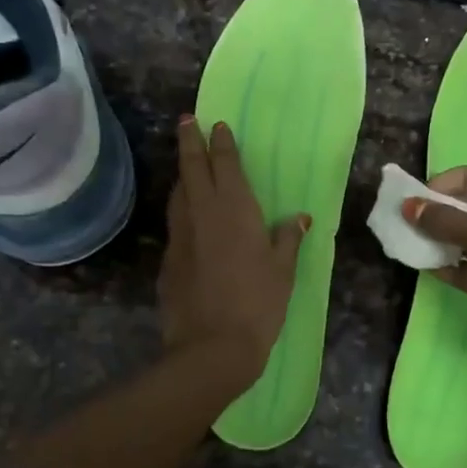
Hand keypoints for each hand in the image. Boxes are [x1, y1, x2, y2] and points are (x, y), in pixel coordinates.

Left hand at [159, 116, 308, 390]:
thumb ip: (288, 239)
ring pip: (178, 193)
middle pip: (191, 167)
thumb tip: (299, 218)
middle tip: (186, 122)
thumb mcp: (283, 270)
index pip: (224, 164)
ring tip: (187, 164)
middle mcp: (203, 212)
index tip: (216, 125)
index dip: (220, 143)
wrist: (212, 346)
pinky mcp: (168, 258)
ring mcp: (180, 235)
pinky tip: (188, 218)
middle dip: (189, 141)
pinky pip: (175, 223)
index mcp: (235, 209)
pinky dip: (181, 210)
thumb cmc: (258, 303)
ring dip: (182, 174)